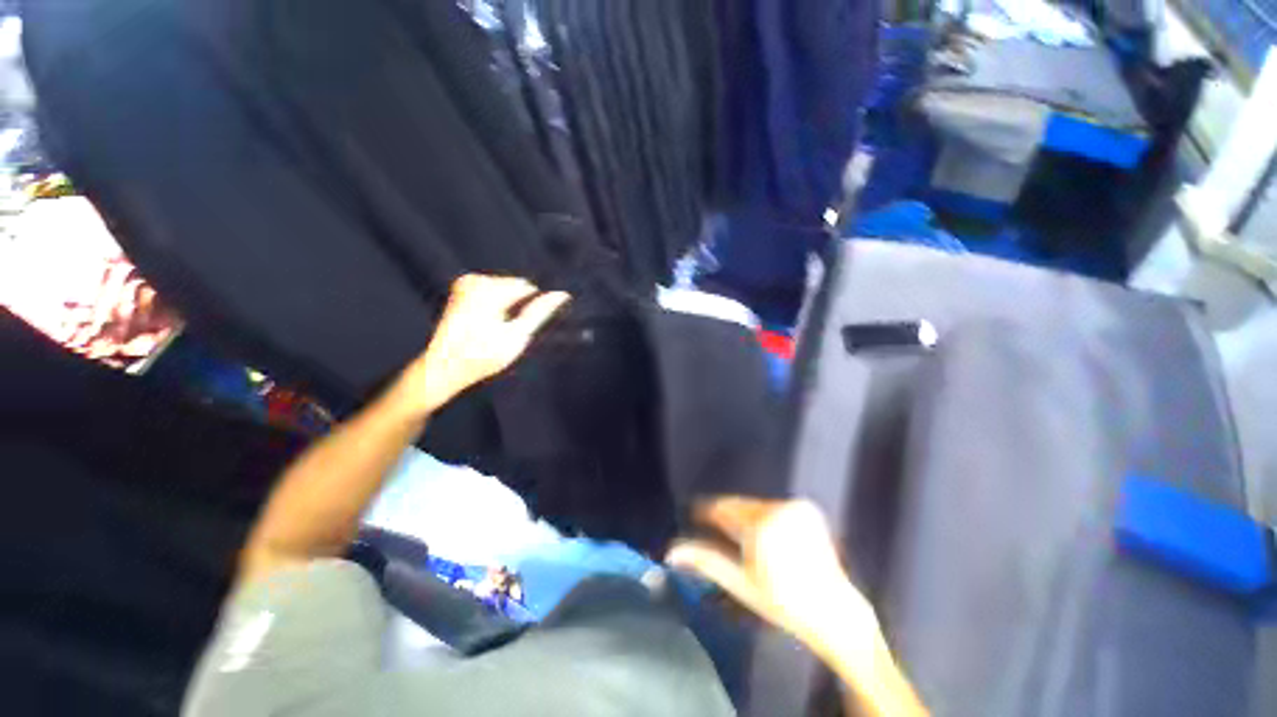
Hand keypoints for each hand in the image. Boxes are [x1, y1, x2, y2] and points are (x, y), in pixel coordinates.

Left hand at [399, 275, 569, 415]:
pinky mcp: (462, 287)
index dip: (530, 308)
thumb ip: (539, 312)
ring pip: (505, 288)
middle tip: (503, 333)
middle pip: (515, 286)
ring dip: (507, 306)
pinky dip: (496, 304)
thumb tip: (562, 294)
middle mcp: (475, 280)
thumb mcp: (517, 336)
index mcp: (488, 291)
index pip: (527, 288)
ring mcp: (466, 282)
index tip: (519, 329)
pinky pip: (492, 290)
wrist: (445, 367)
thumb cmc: (484, 356)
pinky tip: (488, 322)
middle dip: (517, 307)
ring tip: (495, 330)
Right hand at [666, 498, 878, 658]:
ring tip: (741, 537)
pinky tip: (766, 536)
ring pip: (756, 505)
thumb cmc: (782, 602)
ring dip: (745, 516)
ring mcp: (795, 506)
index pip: (723, 508)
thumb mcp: (740, 582)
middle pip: (739, 505)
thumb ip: (706, 560)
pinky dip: (765, 516)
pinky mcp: (807, 508)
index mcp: (760, 526)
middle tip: (716, 530)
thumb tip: (672, 551)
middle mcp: (778, 509)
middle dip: (726, 515)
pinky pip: (774, 506)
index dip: (706, 511)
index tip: (694, 514)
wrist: (833, 611)